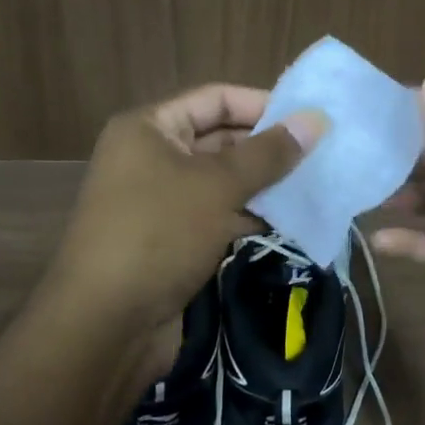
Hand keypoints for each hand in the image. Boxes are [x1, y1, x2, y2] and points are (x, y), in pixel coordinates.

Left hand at [45, 85, 325, 376]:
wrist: (105, 326)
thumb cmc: (159, 234)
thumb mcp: (218, 186)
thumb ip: (269, 153)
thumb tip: (315, 119)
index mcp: (149, 128)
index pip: (215, 98)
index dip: (262, 104)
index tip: (309, 118)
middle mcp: (151, 156)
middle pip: (219, 138)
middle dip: (266, 147)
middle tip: (319, 153)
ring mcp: (159, 200)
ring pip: (221, 180)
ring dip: (262, 183)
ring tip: (313, 183)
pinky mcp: (171, 239)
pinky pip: (216, 213)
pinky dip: (248, 214)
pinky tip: (288, 218)